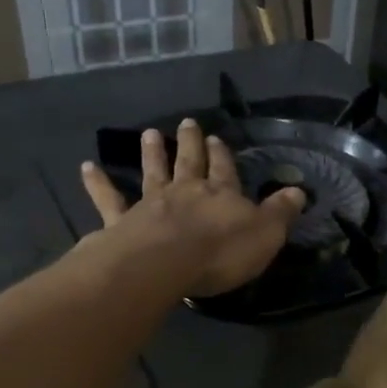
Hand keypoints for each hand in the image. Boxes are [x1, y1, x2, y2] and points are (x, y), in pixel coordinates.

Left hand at [80, 118, 304, 297]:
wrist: (164, 263)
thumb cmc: (220, 252)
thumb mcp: (265, 234)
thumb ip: (280, 212)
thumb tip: (298, 190)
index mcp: (221, 195)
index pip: (225, 171)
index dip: (222, 156)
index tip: (217, 138)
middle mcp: (186, 192)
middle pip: (189, 163)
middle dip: (190, 144)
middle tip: (186, 123)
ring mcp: (151, 204)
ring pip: (153, 173)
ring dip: (152, 154)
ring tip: (149, 134)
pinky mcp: (122, 221)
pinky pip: (109, 199)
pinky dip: (98, 183)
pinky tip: (87, 167)